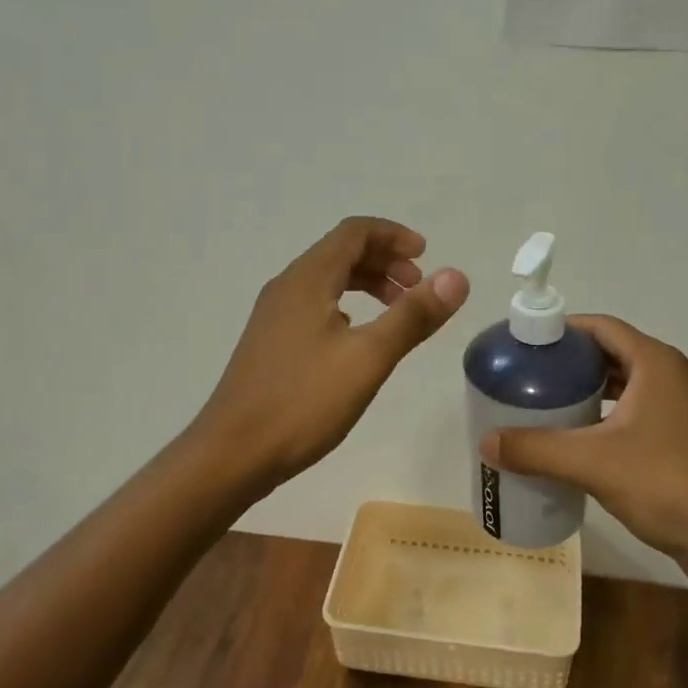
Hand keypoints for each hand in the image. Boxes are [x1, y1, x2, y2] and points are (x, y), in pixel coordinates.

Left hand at [195, 216, 469, 487]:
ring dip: (367, 284)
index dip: (394, 236)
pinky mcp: (270, 342)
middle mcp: (288, 286)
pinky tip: (359, 338)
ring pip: (328, 280)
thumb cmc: (302, 401)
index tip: (426, 256)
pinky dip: (347, 306)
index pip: (354, 232)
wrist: (230, 455)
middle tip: (418, 288)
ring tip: (398, 311)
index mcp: (308, 279)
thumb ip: (413, 315)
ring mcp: (274, 315)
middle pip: (341, 252)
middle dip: (385, 261)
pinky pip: (315, 304)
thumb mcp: (368, 357)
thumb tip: (456, 277)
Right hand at [481, 315, 687, 582]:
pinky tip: (579, 438)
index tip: (526, 344)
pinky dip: (606, 415)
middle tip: (529, 376)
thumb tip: (486, 442)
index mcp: (655, 363)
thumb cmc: (664, 483)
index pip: (602, 326)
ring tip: (546, 404)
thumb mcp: (592, 462)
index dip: (563, 329)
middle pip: (612, 353)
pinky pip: (636, 411)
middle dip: (571, 362)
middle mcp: (672, 375)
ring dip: (588, 390)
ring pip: (624, 385)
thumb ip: (536, 448)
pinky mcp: (683, 437)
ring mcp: (682, 408)